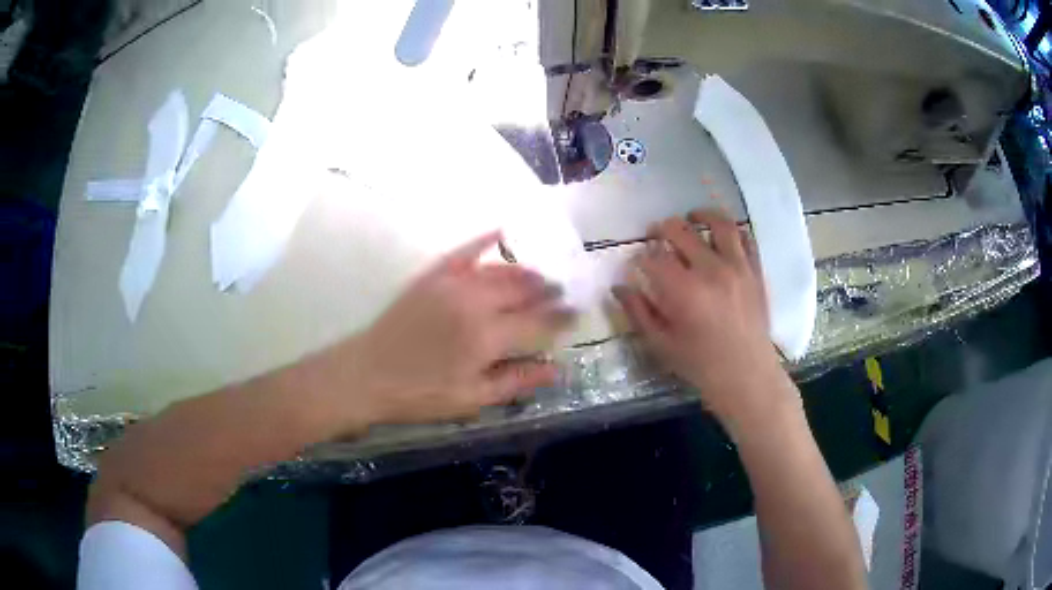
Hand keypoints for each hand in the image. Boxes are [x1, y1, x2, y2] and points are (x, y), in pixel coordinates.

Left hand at [318, 231, 574, 425]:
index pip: (538, 322)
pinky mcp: (432, 276)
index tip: (576, 314)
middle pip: (523, 290)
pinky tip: (500, 232)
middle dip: (548, 291)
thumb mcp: (472, 398)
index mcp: (488, 337)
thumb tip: (557, 369)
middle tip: (563, 292)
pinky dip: (484, 240)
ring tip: (541, 276)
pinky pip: (464, 251)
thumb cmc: (420, 394)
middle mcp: (475, 302)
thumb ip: (516, 381)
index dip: (560, 318)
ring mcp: (452, 284)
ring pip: (500, 270)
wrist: (367, 374)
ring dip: (525, 271)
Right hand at [613, 209, 789, 422]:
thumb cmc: (701, 365)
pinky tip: (721, 236)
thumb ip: (639, 312)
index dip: (640, 257)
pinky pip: (746, 238)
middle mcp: (711, 270)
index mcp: (683, 291)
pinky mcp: (755, 271)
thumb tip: (619, 287)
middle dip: (662, 229)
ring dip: (701, 215)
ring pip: (718, 224)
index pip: (653, 257)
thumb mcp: (662, 345)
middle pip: (681, 231)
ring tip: (691, 217)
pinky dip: (731, 231)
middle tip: (655, 234)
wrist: (747, 376)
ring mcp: (737, 267)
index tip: (636, 263)